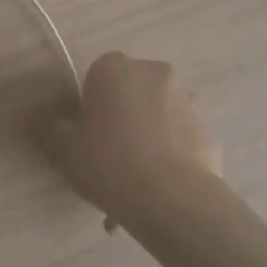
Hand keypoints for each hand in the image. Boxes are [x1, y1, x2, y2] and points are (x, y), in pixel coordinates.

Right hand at [41, 52, 221, 222]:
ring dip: (150, 141)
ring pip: (159, 119)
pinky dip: (173, 160)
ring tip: (137, 189)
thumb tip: (59, 124)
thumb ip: (56, 129)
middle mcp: (154, 73)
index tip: (87, 136)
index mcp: (114, 67)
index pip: (97, 77)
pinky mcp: (210, 132)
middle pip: (132, 94)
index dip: (91, 107)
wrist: (171, 199)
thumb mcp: (64, 147)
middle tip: (111, 161)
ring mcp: (188, 101)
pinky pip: (183, 142)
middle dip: (124, 121)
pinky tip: (160, 196)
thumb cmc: (108, 161)